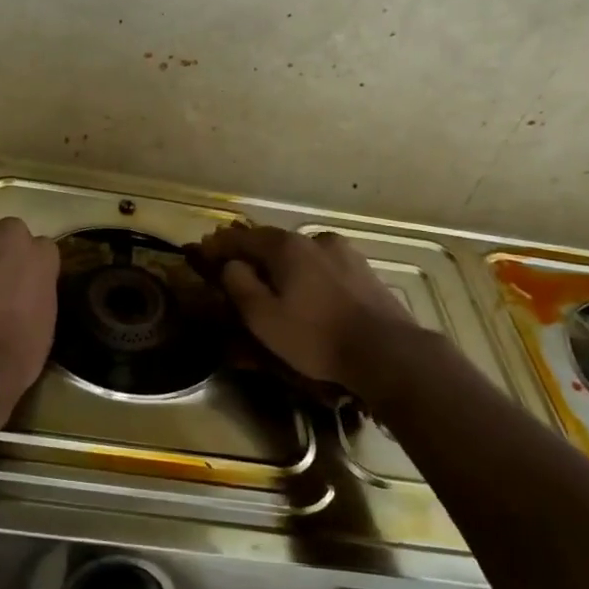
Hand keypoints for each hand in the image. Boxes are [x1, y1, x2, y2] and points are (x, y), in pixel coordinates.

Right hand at [198, 225, 422, 394]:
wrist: (386, 351)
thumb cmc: (315, 335)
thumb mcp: (263, 317)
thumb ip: (239, 285)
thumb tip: (231, 265)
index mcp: (286, 246)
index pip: (241, 238)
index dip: (219, 245)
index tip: (202, 252)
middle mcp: (314, 240)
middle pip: (272, 242)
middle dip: (249, 253)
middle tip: (232, 265)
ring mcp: (343, 253)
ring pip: (299, 254)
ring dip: (279, 263)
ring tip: (269, 280)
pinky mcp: (363, 271)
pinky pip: (322, 266)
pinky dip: (305, 273)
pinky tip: (305, 290)